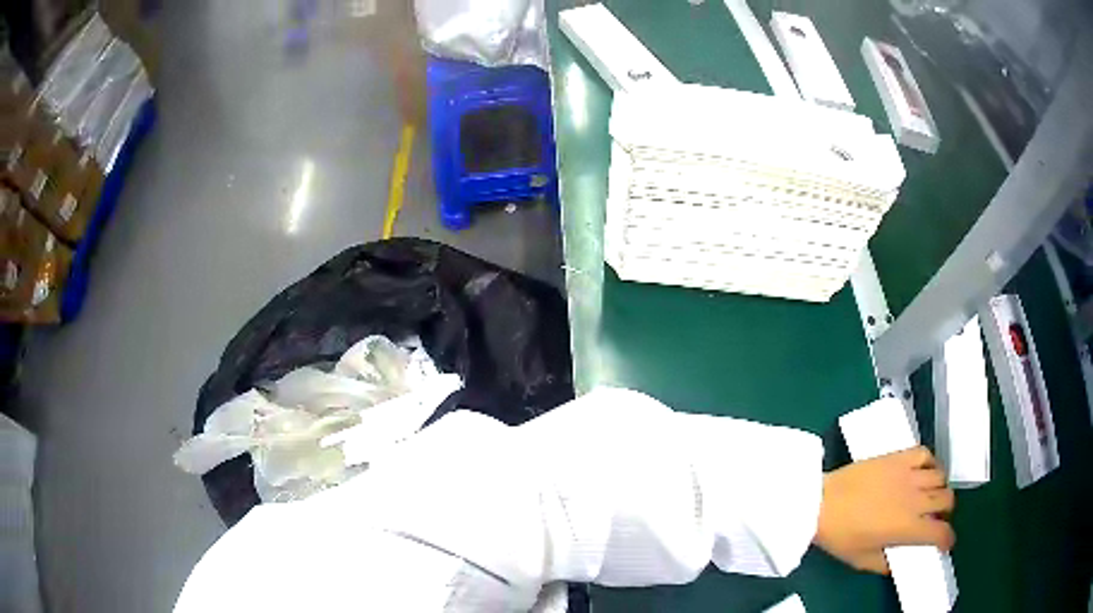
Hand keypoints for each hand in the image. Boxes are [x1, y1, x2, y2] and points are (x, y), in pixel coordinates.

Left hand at [813, 446, 954, 573]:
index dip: (947, 539)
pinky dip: (930, 462)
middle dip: (946, 512)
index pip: (940, 532)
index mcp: (907, 527)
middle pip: (946, 500)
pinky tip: (923, 471)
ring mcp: (908, 474)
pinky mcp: (898, 456)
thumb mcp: (862, 560)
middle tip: (935, 518)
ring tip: (930, 495)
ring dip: (939, 488)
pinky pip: (925, 453)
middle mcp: (915, 499)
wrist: (820, 503)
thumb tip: (898, 564)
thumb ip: (885, 564)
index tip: (946, 542)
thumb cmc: (840, 536)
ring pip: (940, 477)